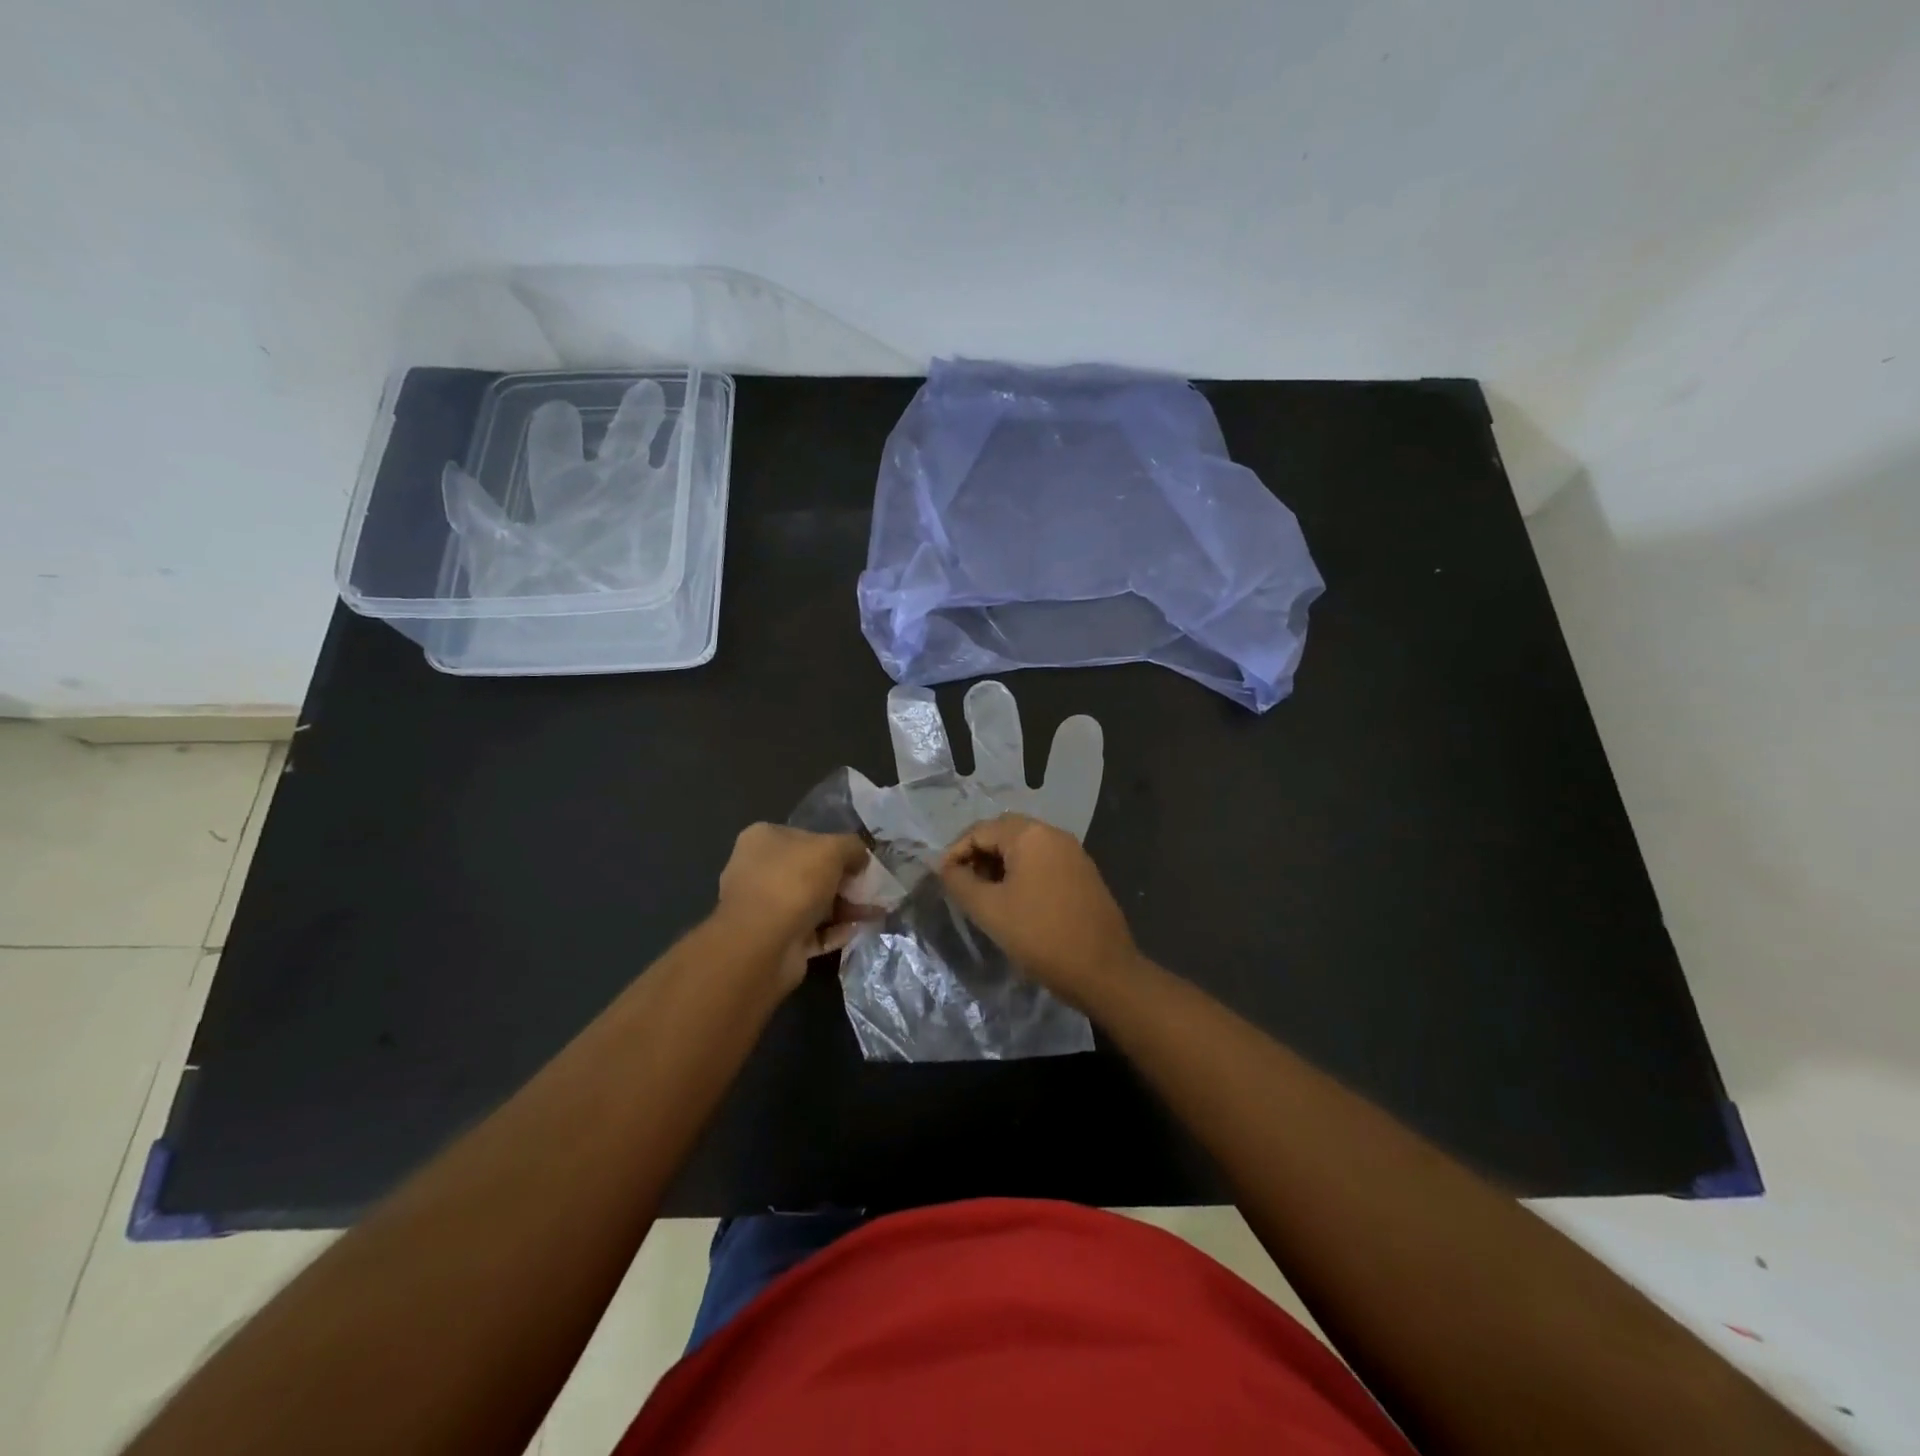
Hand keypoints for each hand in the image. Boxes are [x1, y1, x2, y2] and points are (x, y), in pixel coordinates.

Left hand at [716, 824, 873, 991]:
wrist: (761, 945)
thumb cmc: (793, 882)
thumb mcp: (833, 849)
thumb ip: (853, 847)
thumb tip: (861, 859)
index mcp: (764, 840)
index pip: (806, 837)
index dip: (837, 847)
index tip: (862, 861)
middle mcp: (759, 870)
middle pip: (812, 872)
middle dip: (845, 881)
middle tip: (873, 889)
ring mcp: (766, 908)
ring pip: (814, 903)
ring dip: (845, 907)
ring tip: (876, 912)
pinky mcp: (776, 939)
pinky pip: (812, 931)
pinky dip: (835, 930)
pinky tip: (858, 930)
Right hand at [938, 814, 1141, 1006]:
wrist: (1103, 971)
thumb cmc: (1040, 935)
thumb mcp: (989, 910)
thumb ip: (960, 882)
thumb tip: (946, 868)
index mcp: (1030, 835)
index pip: (980, 830)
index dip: (955, 852)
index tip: (942, 879)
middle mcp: (1054, 834)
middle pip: (1003, 833)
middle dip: (978, 856)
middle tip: (962, 886)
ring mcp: (1073, 853)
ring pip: (1024, 848)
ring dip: (999, 865)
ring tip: (984, 896)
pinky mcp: (1083, 873)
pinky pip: (1043, 862)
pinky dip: (1021, 873)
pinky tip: (1014, 902)